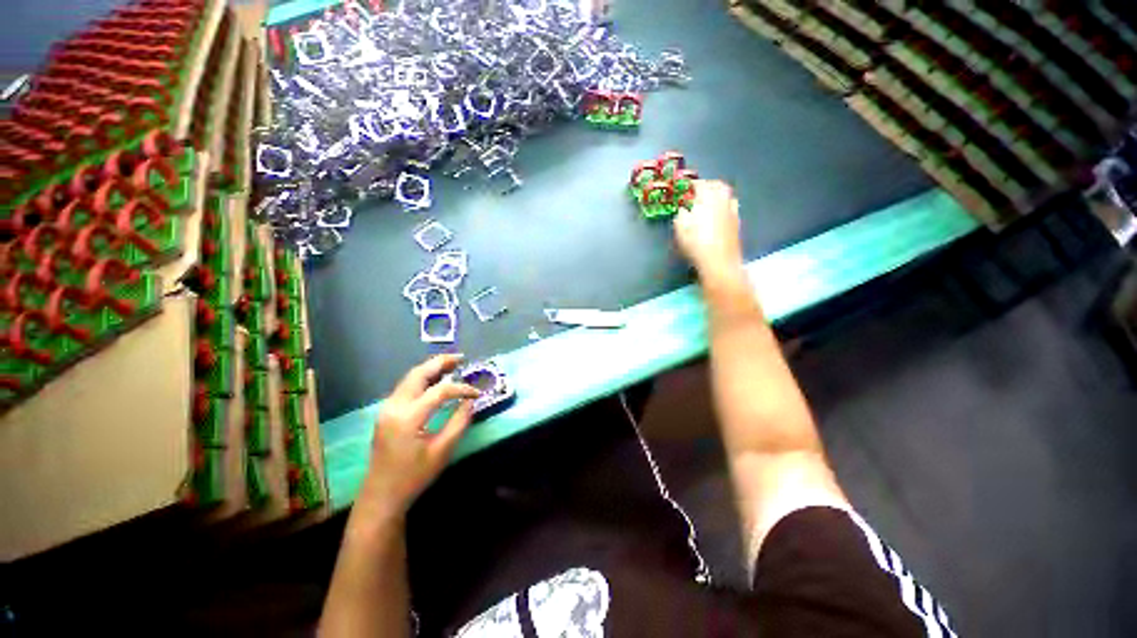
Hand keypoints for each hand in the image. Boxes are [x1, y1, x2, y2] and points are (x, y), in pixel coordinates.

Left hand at [357, 355, 478, 523]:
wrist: (381, 495)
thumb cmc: (413, 476)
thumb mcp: (442, 451)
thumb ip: (459, 423)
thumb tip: (470, 402)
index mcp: (408, 417)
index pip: (440, 391)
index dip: (461, 389)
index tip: (476, 394)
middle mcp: (394, 407)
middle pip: (418, 374)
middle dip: (440, 363)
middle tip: (461, 358)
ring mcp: (387, 408)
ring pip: (410, 378)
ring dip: (430, 369)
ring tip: (451, 365)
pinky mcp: (386, 413)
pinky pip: (406, 387)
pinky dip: (422, 379)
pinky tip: (435, 381)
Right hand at [674, 180, 743, 284]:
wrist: (719, 262)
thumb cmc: (696, 244)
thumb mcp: (681, 229)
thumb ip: (682, 215)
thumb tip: (684, 209)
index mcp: (708, 199)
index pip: (701, 184)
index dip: (692, 184)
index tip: (686, 187)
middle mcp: (723, 201)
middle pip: (718, 186)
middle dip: (708, 185)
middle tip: (699, 191)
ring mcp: (732, 211)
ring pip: (727, 195)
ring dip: (718, 194)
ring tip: (709, 200)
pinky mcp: (737, 223)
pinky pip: (732, 207)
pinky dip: (724, 205)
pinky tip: (718, 214)